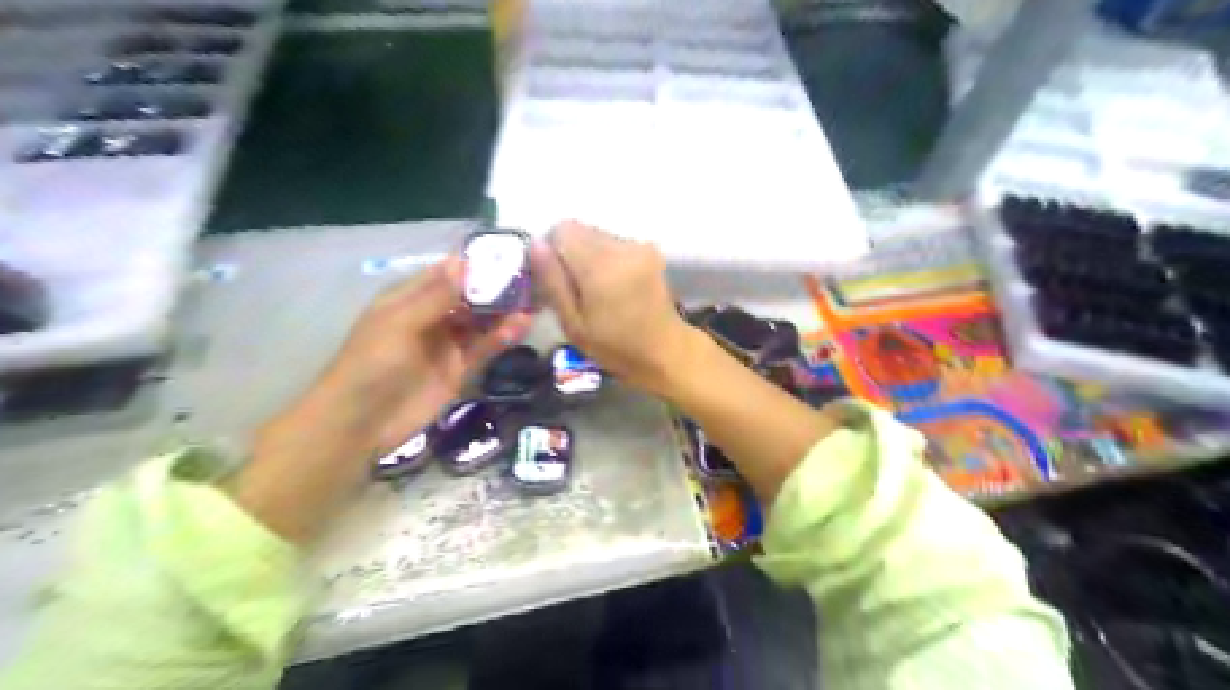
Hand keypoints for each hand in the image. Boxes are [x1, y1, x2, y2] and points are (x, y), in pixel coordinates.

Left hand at [237, 257, 530, 541]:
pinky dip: (503, 336)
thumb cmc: (372, 364)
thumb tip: (464, 262)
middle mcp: (431, 316)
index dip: (475, 263)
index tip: (508, 253)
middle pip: (470, 296)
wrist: (362, 422)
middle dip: (497, 287)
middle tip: (533, 276)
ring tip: (536, 299)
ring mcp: (447, 343)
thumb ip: (435, 296)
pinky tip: (522, 325)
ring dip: (505, 311)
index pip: (447, 273)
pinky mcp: (460, 369)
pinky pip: (485, 347)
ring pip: (482, 321)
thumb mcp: (400, 324)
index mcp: (409, 298)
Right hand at [532, 221, 695, 393]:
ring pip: (594, 235)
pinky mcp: (648, 249)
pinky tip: (610, 286)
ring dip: (585, 256)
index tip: (552, 279)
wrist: (666, 351)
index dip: (549, 251)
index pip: (561, 230)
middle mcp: (621, 246)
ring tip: (591, 289)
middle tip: (570, 288)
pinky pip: (612, 243)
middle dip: (567, 253)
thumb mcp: (573, 324)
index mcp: (601, 265)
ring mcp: (638, 246)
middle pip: (578, 230)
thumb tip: (535, 245)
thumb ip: (552, 281)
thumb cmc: (615, 347)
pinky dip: (603, 259)